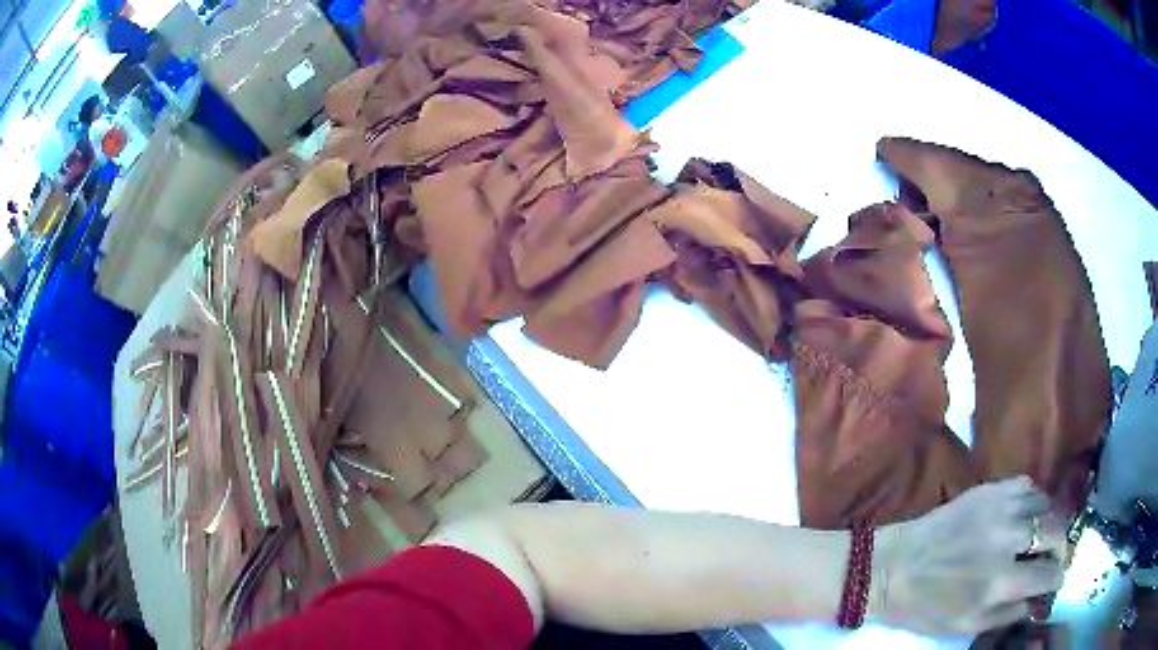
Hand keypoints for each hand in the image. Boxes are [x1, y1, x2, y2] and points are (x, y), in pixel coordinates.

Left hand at [870, 476, 1066, 636]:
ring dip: (1049, 521)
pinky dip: (1034, 501)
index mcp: (999, 581)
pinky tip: (1026, 516)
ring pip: (1046, 504)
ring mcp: (999, 508)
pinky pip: (1027, 486)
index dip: (1057, 578)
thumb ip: (1008, 614)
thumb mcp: (967, 626)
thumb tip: (1038, 600)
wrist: (893, 568)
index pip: (1048, 574)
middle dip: (1061, 546)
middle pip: (1056, 530)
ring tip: (1041, 537)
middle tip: (1054, 557)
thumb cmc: (927, 607)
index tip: (1057, 579)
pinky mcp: (988, 490)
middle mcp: (1007, 539)